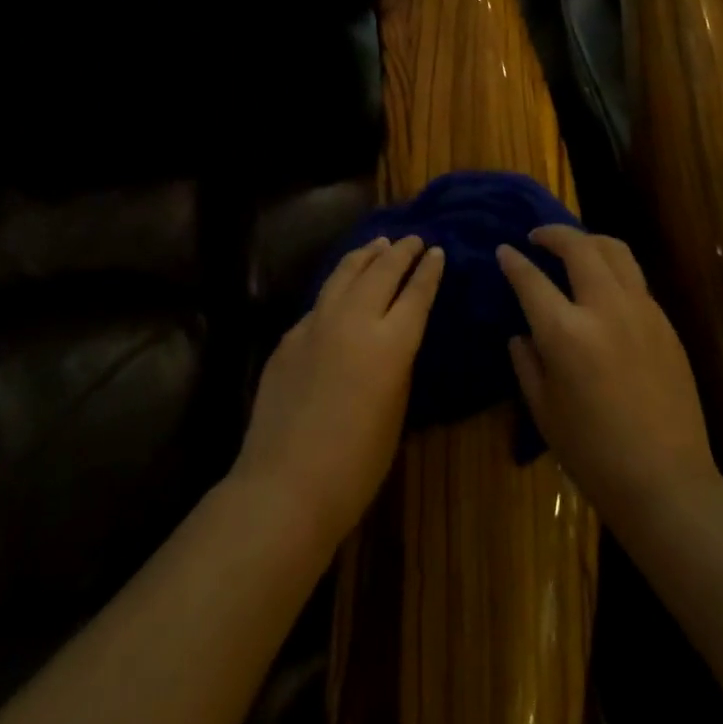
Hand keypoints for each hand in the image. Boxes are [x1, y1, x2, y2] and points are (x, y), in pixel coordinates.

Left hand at [232, 236, 443, 550]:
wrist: (285, 484)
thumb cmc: (356, 465)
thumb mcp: (396, 410)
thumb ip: (396, 364)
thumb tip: (392, 338)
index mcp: (391, 343)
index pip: (416, 293)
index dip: (428, 270)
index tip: (436, 251)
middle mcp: (355, 320)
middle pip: (382, 271)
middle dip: (400, 252)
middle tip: (412, 239)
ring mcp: (317, 323)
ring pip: (345, 273)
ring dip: (366, 255)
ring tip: (378, 244)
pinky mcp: (290, 335)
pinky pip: (320, 301)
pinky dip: (338, 286)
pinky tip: (340, 288)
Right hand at [499, 227, 717, 536]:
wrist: (667, 481)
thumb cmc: (593, 454)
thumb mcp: (544, 410)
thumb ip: (527, 362)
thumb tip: (522, 333)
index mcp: (566, 333)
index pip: (531, 279)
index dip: (513, 261)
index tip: (504, 251)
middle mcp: (604, 309)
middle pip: (579, 247)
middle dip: (553, 233)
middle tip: (537, 236)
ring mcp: (641, 311)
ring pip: (615, 250)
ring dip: (588, 240)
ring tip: (574, 247)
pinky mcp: (665, 323)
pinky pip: (635, 279)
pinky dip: (613, 268)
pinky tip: (603, 287)